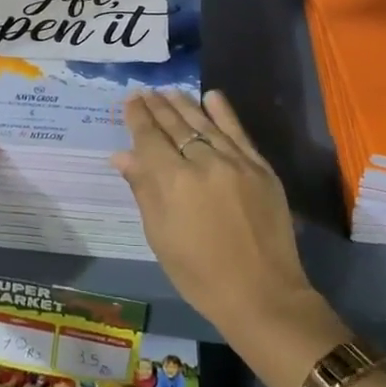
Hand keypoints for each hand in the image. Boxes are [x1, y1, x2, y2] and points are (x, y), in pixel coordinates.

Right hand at [115, 90, 323, 344]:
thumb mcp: (161, 237)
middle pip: (175, 125)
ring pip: (204, 123)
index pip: (150, 138)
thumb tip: (122, 155)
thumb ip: (143, 190)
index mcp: (173, 182)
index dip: (138, 117)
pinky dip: (223, 112)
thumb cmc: (201, 275)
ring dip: (184, 104)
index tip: (130, 100)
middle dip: (158, 106)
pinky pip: (238, 131)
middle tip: (146, 92)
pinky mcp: (260, 167)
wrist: (263, 295)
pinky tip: (211, 96)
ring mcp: (235, 161)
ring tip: (170, 91)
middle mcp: (203, 162)